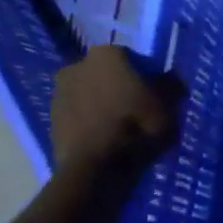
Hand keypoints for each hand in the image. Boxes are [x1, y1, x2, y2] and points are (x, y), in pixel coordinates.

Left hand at [50, 46, 181, 175]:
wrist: (96, 168)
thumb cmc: (137, 127)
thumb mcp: (169, 105)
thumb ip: (171, 86)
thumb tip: (170, 78)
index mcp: (108, 54)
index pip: (133, 58)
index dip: (147, 76)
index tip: (156, 94)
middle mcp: (78, 65)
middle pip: (107, 75)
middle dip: (120, 88)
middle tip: (138, 110)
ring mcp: (59, 93)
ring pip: (90, 95)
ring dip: (103, 105)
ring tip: (121, 129)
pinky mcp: (50, 120)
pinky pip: (79, 116)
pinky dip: (90, 123)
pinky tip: (106, 140)